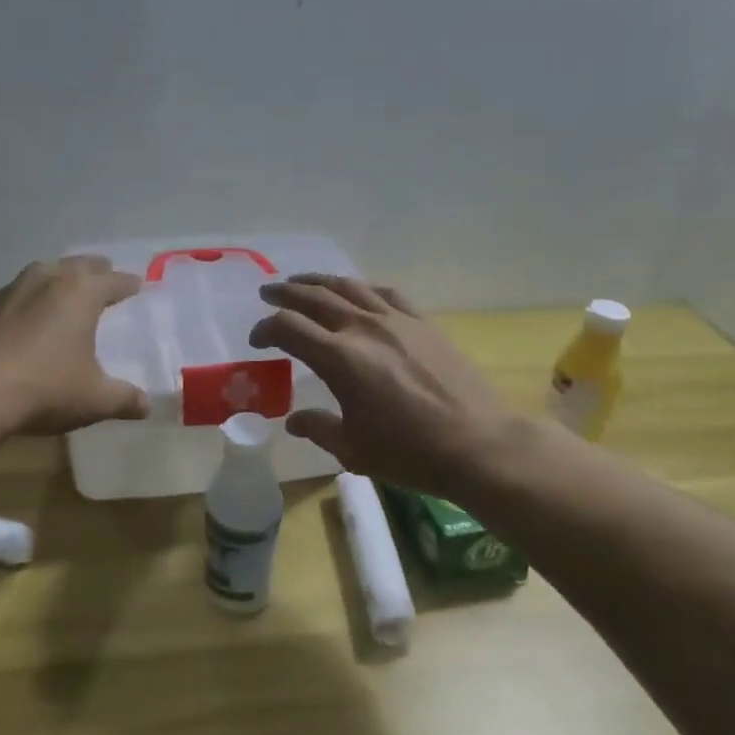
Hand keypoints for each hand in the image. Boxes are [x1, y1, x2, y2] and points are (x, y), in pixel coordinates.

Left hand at [0, 257, 148, 435]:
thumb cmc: (43, 390)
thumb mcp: (94, 400)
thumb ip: (124, 399)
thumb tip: (146, 406)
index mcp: (80, 293)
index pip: (113, 280)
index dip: (128, 284)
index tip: (137, 285)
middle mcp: (45, 280)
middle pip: (77, 265)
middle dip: (95, 271)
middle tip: (104, 277)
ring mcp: (8, 291)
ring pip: (41, 274)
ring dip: (57, 280)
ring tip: (64, 293)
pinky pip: (11, 296)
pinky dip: (24, 302)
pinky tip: (21, 320)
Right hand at [249, 275, 535, 498]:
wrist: (478, 444)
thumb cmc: (410, 453)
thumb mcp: (353, 449)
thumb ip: (318, 428)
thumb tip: (293, 420)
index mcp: (340, 359)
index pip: (288, 328)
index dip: (265, 329)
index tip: (256, 341)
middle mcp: (363, 329)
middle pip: (314, 298)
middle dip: (285, 293)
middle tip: (267, 292)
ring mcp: (396, 321)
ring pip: (349, 287)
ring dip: (319, 281)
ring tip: (302, 282)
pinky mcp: (423, 323)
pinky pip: (385, 294)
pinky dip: (362, 289)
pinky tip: (357, 292)